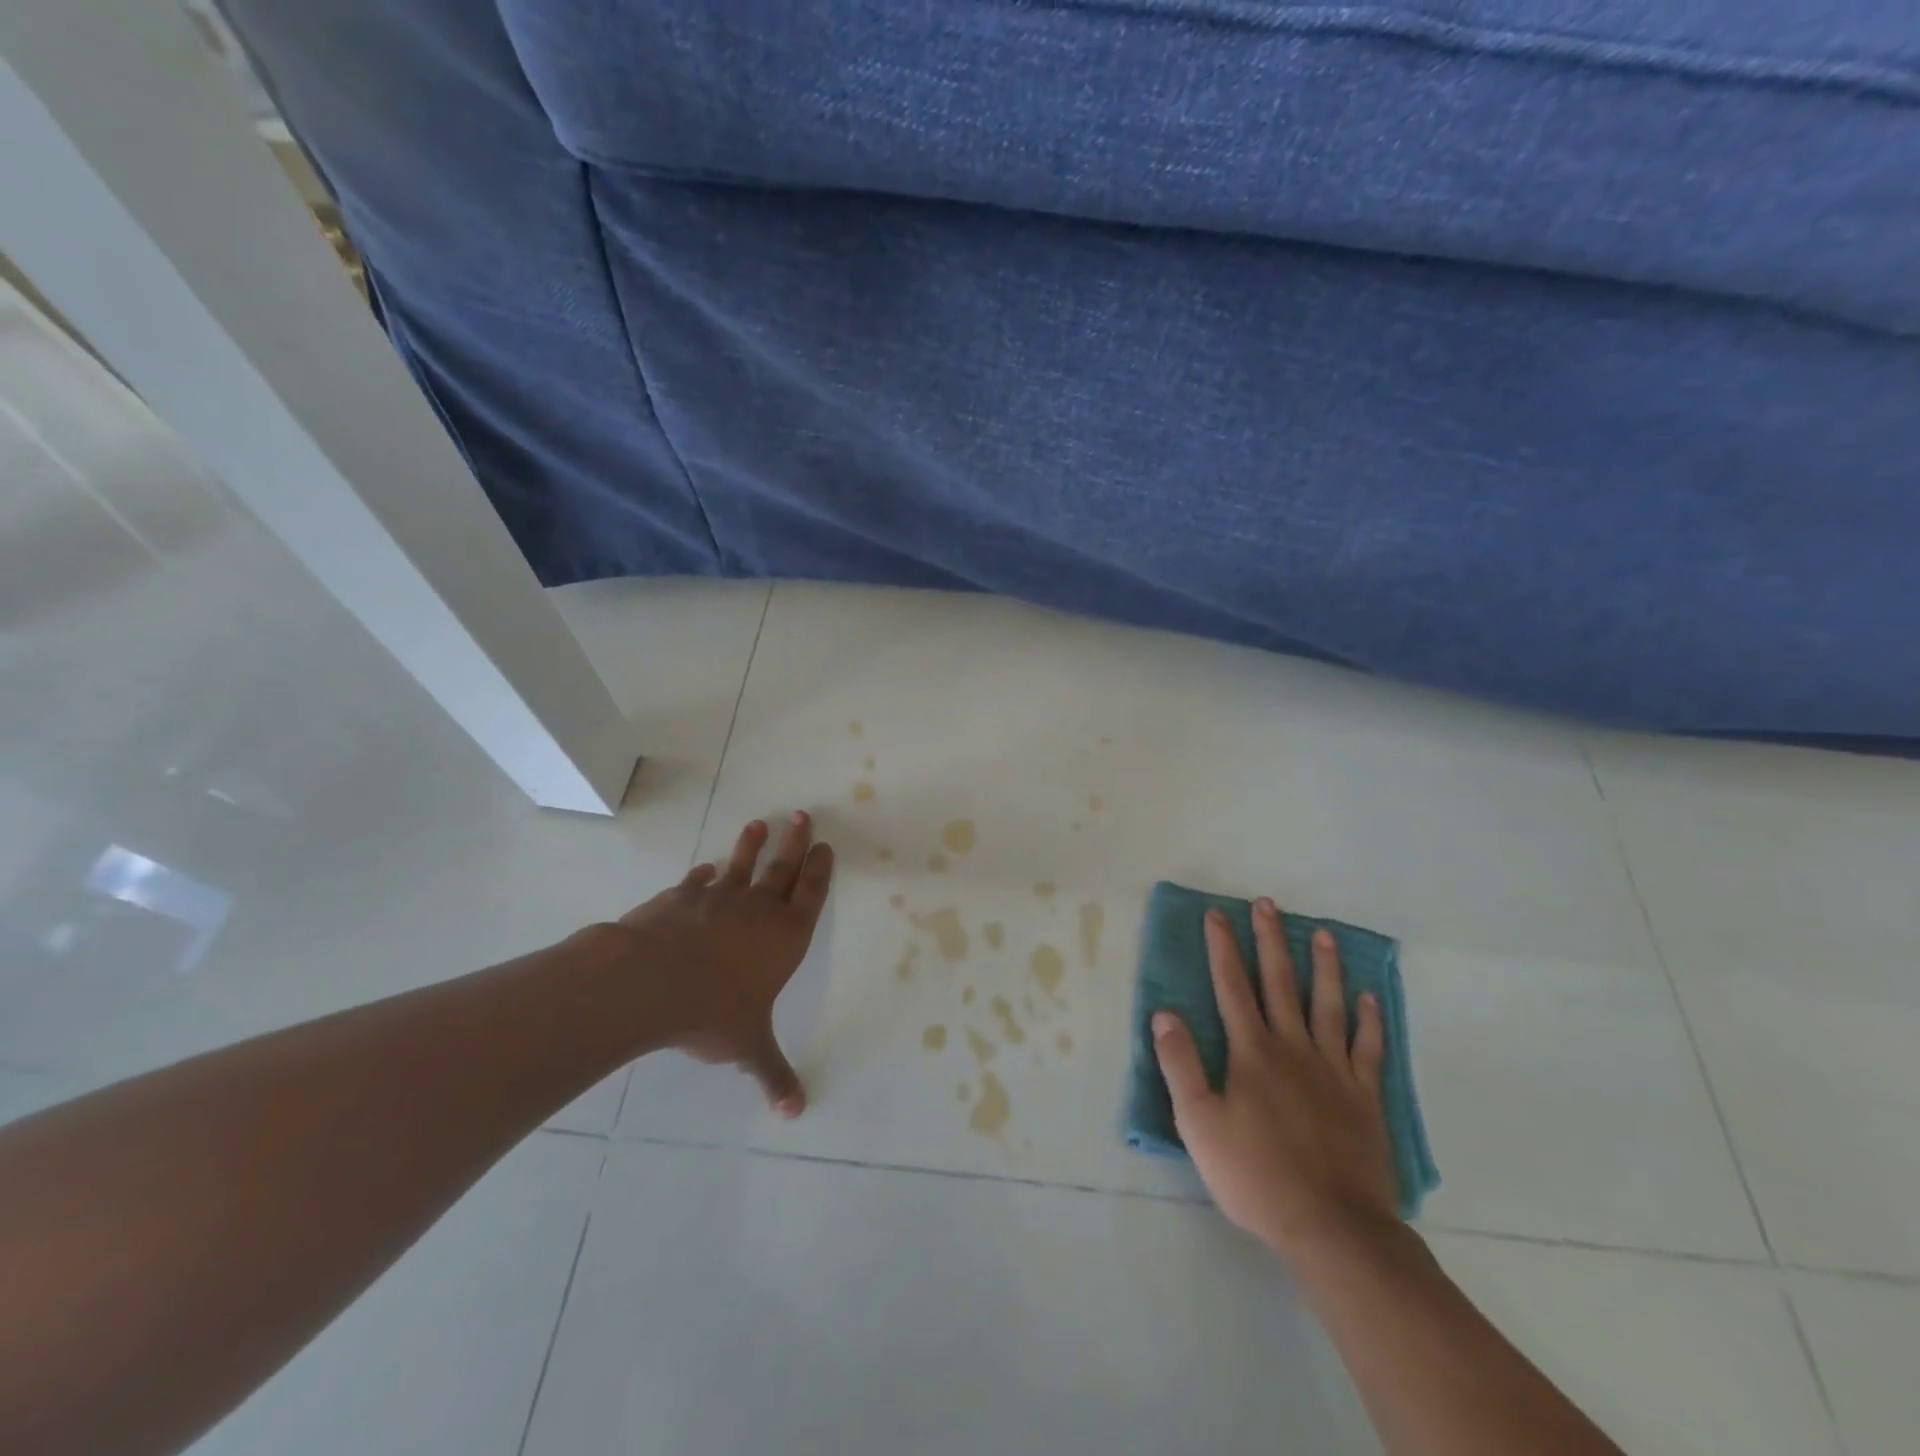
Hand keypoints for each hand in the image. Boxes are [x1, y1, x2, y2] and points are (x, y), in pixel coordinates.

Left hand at [608, 813, 832, 1116]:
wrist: (651, 982)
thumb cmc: (712, 1013)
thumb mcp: (748, 1047)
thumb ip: (772, 1074)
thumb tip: (796, 1112)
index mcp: (784, 938)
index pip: (810, 895)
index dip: (819, 870)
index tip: (825, 845)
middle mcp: (757, 910)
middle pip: (783, 869)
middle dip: (796, 842)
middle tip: (804, 815)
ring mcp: (717, 899)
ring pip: (741, 865)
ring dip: (751, 845)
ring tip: (759, 824)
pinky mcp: (681, 897)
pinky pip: (697, 882)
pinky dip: (703, 874)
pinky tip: (704, 869)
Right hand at [1153, 900, 1397, 1262]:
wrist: (1332, 1227)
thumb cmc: (1256, 1175)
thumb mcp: (1199, 1124)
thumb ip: (1181, 1065)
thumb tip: (1164, 1013)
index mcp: (1252, 1052)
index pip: (1232, 986)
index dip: (1222, 947)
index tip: (1217, 913)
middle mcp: (1293, 1048)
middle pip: (1280, 982)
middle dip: (1270, 940)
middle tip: (1268, 904)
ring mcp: (1334, 1070)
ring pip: (1328, 1005)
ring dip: (1324, 967)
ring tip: (1323, 934)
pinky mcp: (1365, 1097)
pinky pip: (1368, 1049)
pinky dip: (1370, 1020)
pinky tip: (1369, 998)